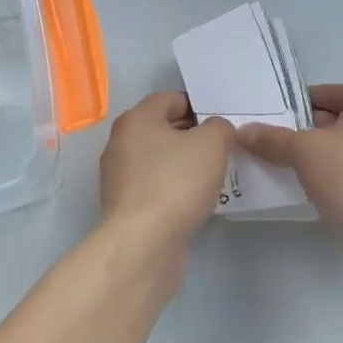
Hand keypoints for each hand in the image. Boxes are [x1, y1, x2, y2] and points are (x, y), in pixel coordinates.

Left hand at [98, 92, 235, 245]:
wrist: (144, 243)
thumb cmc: (176, 182)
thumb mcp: (211, 144)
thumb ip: (219, 127)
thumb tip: (216, 130)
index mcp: (136, 119)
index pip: (171, 99)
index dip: (199, 106)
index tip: (222, 124)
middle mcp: (121, 142)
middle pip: (163, 129)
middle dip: (193, 136)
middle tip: (223, 149)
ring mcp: (119, 176)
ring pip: (159, 159)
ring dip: (184, 164)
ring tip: (213, 176)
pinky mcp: (125, 206)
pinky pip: (155, 186)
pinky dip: (174, 188)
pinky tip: (195, 201)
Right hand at [237, 84, 342, 234]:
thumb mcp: (302, 150)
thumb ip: (272, 139)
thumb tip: (242, 132)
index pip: (335, 92)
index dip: (307, 99)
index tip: (283, 114)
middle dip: (312, 129)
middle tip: (282, 140)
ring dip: (325, 155)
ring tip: (293, 166)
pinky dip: (339, 177)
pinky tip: (316, 189)